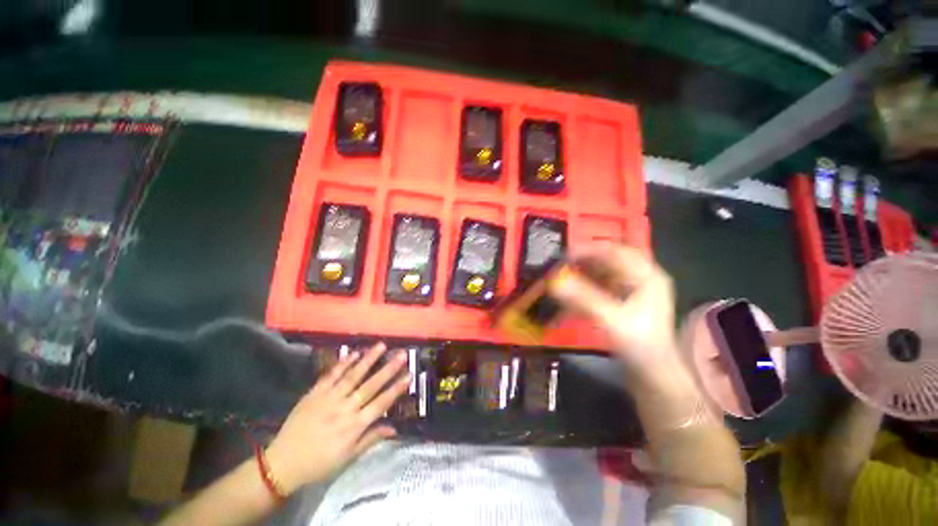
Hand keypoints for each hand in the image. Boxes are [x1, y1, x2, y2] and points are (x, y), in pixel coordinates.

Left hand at [264, 342, 409, 492]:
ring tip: (381, 346)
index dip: (396, 389)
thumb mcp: (348, 457)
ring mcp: (328, 399)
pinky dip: (343, 364)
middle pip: (370, 386)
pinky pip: (331, 376)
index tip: (409, 375)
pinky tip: (354, 353)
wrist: (282, 463)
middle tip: (402, 355)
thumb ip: (371, 439)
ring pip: (352, 376)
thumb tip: (394, 428)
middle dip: (388, 369)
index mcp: (354, 427)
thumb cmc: (319, 463)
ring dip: (368, 360)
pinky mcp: (314, 394)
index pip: (380, 404)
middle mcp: (344, 409)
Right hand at [549, 243, 679, 381]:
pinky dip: (582, 290)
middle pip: (606, 260)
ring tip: (560, 280)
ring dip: (580, 275)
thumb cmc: (640, 347)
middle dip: (581, 263)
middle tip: (558, 268)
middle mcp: (640, 278)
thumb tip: (554, 282)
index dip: (588, 250)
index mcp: (646, 275)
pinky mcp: (621, 302)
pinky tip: (568, 297)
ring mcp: (631, 290)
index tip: (563, 256)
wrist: (654, 377)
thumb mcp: (612, 321)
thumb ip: (583, 299)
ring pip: (601, 273)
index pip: (614, 251)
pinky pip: (598, 288)